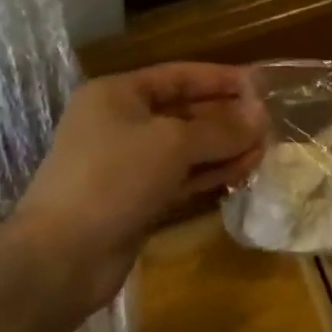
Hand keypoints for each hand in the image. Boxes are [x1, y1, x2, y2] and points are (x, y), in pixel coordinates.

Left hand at [3, 63, 266, 315]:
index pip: (178, 76)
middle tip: (269, 123)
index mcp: (118, 95)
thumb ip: (220, 129)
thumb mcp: (172, 143)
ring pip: (185, 148)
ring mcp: (127, 164)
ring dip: (224, 147)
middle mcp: (120, 123)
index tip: (260, 85)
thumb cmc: (113, 178)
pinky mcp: (137, 199)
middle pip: (183, 112)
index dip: (220, 79)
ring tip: (265, 149)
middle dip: (226, 117)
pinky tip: (243, 171)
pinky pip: (180, 177)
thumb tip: (261, 116)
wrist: (62, 256)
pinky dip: (210, 173)